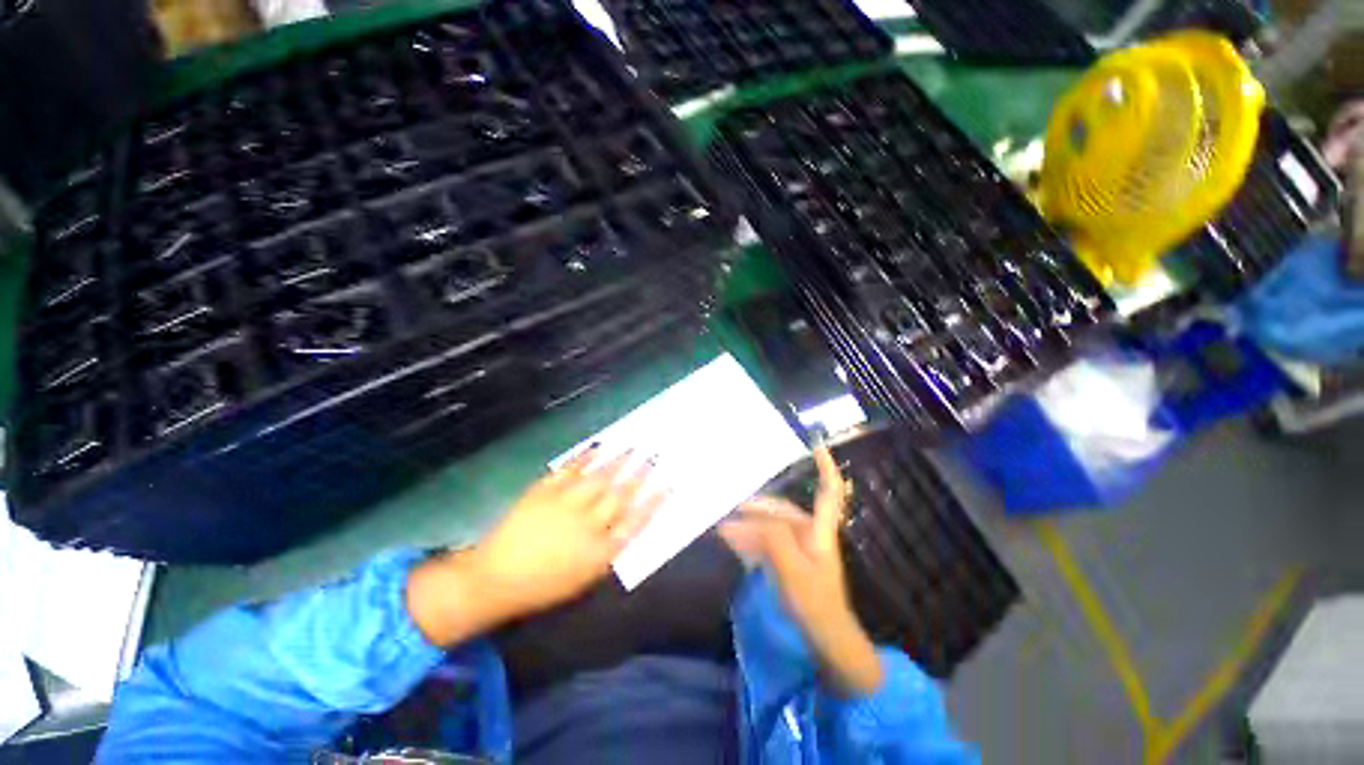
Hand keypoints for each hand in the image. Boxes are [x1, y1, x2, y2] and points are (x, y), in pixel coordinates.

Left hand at [407, 448, 659, 645]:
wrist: (495, 579)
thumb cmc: (543, 585)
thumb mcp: (584, 579)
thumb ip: (609, 552)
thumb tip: (628, 525)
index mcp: (598, 552)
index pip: (635, 522)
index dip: (654, 502)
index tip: (668, 484)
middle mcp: (586, 525)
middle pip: (620, 496)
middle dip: (640, 475)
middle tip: (653, 456)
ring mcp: (564, 505)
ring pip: (599, 478)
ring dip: (618, 461)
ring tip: (633, 447)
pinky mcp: (544, 492)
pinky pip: (569, 470)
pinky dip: (584, 456)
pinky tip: (597, 446)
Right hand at [719, 446, 883, 695]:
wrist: (826, 641)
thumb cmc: (816, 605)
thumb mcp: (794, 571)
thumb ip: (774, 539)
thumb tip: (750, 517)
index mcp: (820, 530)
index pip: (829, 491)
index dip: (825, 466)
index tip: (815, 444)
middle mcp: (809, 532)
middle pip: (782, 509)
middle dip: (755, 505)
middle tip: (727, 500)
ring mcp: (798, 547)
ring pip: (770, 524)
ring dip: (747, 522)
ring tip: (721, 520)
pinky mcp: (788, 560)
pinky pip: (765, 541)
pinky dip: (748, 537)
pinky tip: (729, 538)